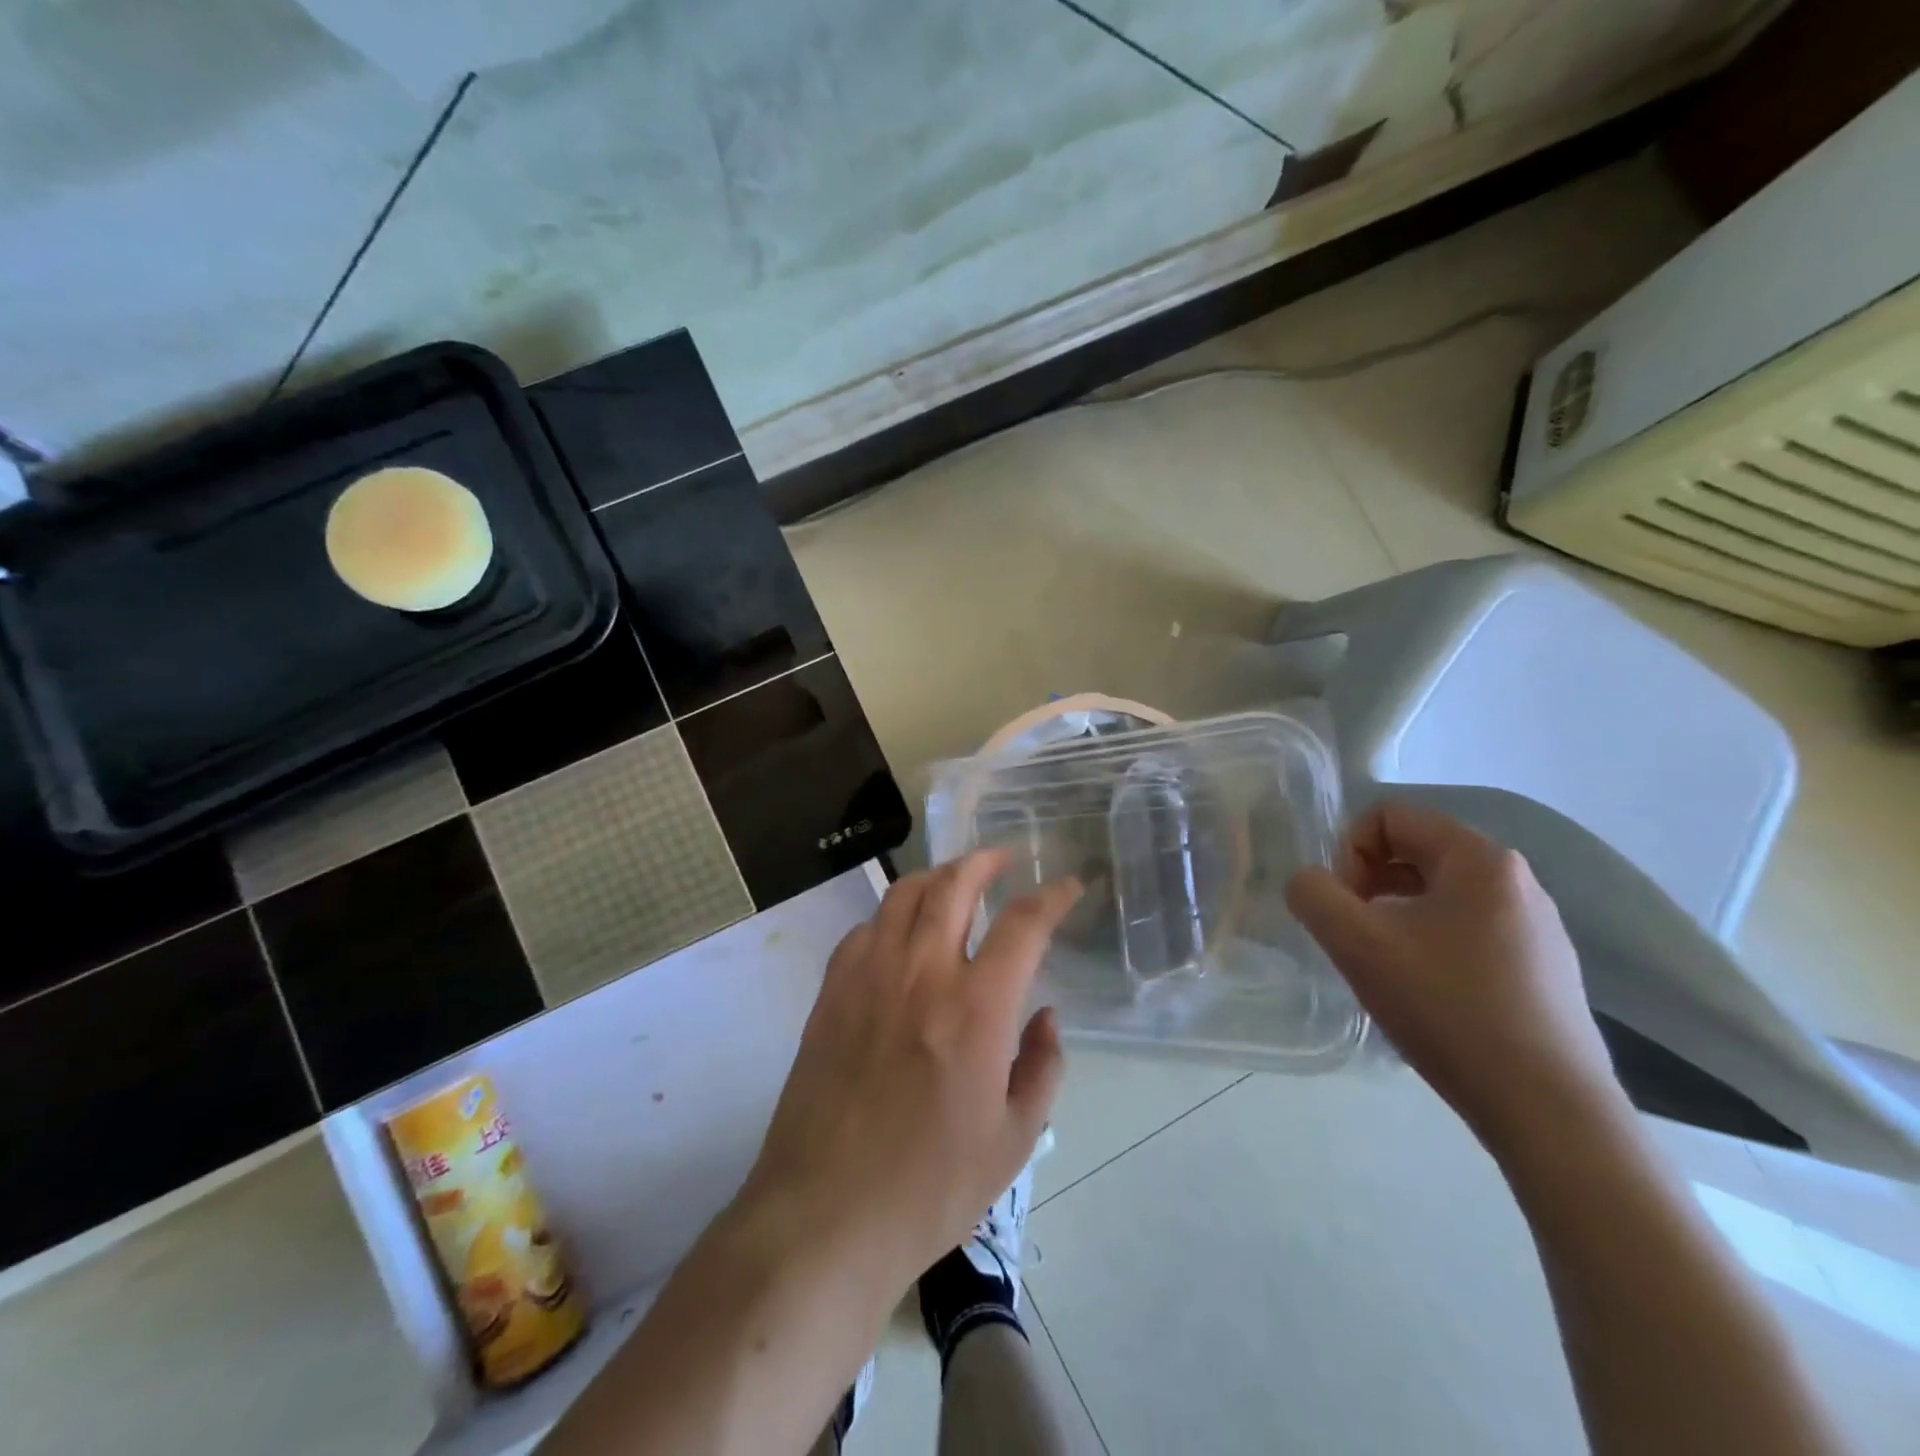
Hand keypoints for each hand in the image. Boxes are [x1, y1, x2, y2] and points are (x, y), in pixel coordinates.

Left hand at [741, 851, 1080, 1288]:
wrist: (826, 1214)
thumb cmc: (931, 1187)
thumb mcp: (1014, 1140)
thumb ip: (1042, 1067)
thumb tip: (1047, 1017)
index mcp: (976, 1008)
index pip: (1022, 925)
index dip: (1052, 896)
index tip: (1069, 885)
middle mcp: (922, 973)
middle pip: (954, 884)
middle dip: (985, 860)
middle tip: (1003, 858)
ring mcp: (869, 976)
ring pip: (904, 895)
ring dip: (937, 878)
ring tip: (955, 884)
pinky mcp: (831, 992)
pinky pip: (865, 929)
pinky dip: (892, 917)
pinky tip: (901, 936)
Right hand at [1286, 801, 1627, 1152]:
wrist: (1548, 1110)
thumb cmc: (1448, 1008)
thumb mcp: (1357, 943)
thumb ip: (1313, 895)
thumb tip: (1308, 883)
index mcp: (1480, 859)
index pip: (1390, 816)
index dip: (1348, 850)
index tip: (1343, 905)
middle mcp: (1516, 880)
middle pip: (1415, 851)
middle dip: (1369, 882)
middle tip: (1354, 934)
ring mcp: (1537, 927)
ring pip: (1439, 894)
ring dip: (1395, 915)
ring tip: (1384, 966)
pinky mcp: (1543, 969)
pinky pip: (1467, 930)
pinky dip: (1429, 944)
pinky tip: (1425, 994)